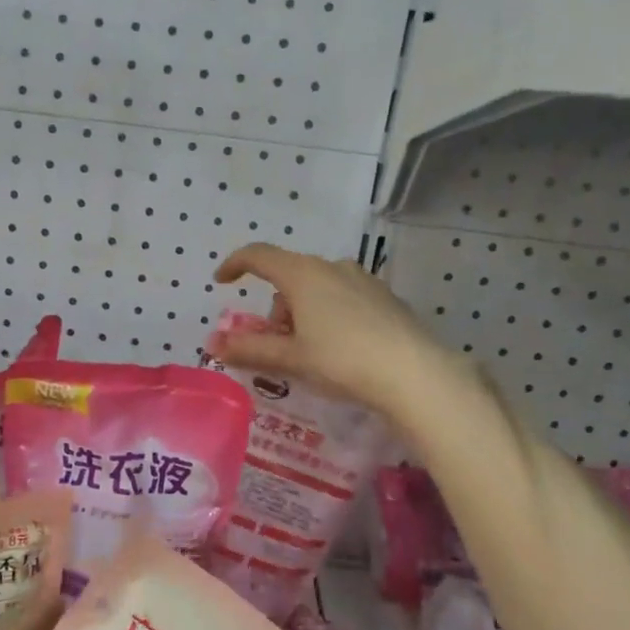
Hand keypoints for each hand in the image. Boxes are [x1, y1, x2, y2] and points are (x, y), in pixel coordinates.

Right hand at [213, 243, 462, 421]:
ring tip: (310, 353)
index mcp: (303, 274)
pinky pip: (344, 298)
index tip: (222, 282)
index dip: (235, 264)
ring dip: (303, 313)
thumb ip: (249, 349)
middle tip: (276, 344)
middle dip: (275, 307)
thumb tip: (214, 343)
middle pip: (290, 276)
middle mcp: (333, 267)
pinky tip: (341, 350)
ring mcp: (363, 280)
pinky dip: (329, 315)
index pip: (259, 255)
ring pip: (318, 288)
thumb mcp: (290, 358)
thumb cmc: (342, 360)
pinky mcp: (385, 298)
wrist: (414, 374)